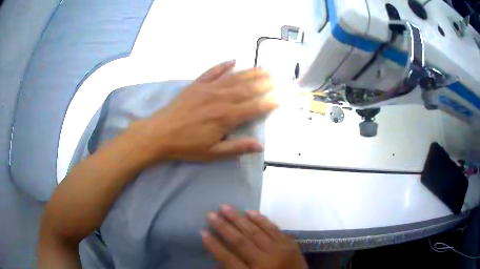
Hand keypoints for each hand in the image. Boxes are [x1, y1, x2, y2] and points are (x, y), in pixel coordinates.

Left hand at [131, 60, 276, 162]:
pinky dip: (223, 65)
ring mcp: (208, 88)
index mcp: (226, 117)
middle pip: (248, 88)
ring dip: (251, 72)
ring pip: (234, 77)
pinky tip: (233, 60)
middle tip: (280, 77)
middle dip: (266, 82)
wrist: (159, 133)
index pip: (255, 107)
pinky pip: (212, 71)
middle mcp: (221, 98)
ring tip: (265, 67)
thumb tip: (260, 145)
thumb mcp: (212, 153)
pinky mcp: (196, 85)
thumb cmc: (186, 146)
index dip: (271, 101)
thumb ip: (237, 147)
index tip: (283, 96)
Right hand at [202, 205, 307, 268]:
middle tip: (210, 214)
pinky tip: (250, 212)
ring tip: (225, 207)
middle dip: (223, 227)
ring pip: (256, 232)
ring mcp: (280, 251)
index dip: (214, 245)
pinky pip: (274, 229)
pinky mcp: (290, 244)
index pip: (228, 258)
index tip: (202, 232)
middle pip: (241, 242)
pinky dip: (261, 220)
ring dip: (239, 219)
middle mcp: (265, 262)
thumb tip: (218, 255)